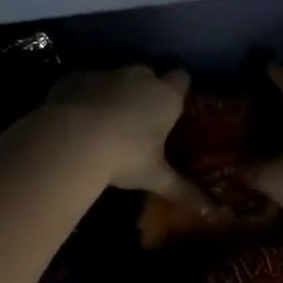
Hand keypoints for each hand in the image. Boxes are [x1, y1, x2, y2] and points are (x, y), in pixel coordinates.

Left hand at [45, 66, 197, 198]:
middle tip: (139, 119)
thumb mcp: (154, 176)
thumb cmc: (125, 157)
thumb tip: (209, 209)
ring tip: (103, 123)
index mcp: (165, 96)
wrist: (72, 139)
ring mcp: (105, 73)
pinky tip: (75, 120)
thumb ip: (182, 189)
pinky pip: (84, 84)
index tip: (173, 104)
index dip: (178, 88)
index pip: (182, 78)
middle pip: (147, 75)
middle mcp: (139, 77)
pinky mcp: (75, 77)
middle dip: (144, 91)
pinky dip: (82, 97)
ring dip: (112, 93)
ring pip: (113, 78)